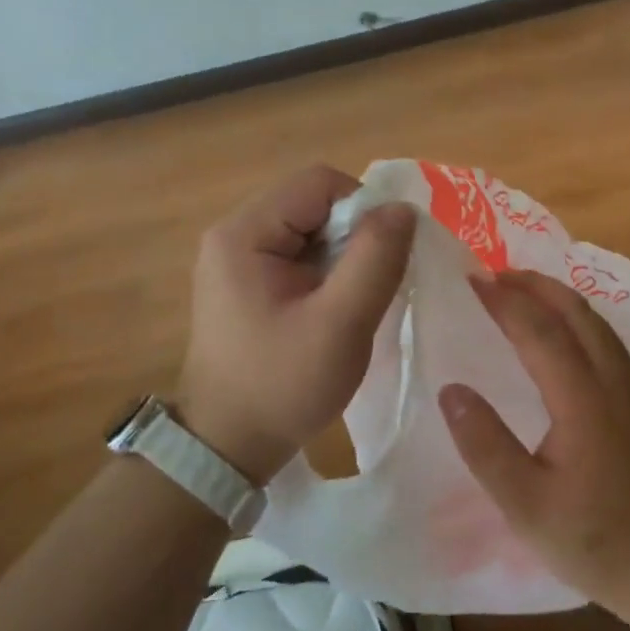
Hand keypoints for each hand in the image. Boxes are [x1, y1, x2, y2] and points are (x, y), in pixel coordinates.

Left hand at [178, 165, 414, 483]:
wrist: (226, 448)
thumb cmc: (282, 385)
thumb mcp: (340, 323)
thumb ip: (376, 258)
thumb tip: (403, 209)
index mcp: (245, 232)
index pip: (320, 183)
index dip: (363, 209)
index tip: (382, 258)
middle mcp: (235, 233)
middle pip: (314, 203)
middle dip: (354, 236)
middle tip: (369, 287)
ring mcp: (238, 258)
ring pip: (311, 229)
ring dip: (344, 257)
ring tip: (353, 303)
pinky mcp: (246, 282)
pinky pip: (299, 255)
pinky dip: (327, 273)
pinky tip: (334, 310)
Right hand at [438, 270, 629, 604]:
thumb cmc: (597, 541)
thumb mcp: (526, 506)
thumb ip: (486, 446)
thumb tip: (451, 390)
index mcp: (583, 401)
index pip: (540, 332)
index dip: (505, 301)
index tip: (473, 279)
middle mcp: (612, 382)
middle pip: (577, 313)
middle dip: (536, 285)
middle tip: (495, 273)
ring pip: (597, 324)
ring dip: (559, 298)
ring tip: (525, 290)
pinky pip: (606, 340)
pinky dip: (577, 318)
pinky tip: (564, 333)